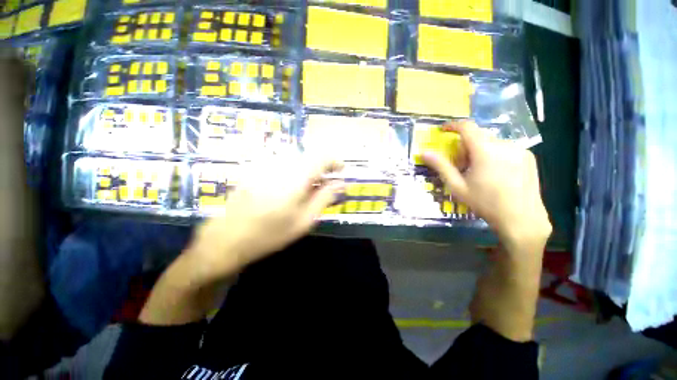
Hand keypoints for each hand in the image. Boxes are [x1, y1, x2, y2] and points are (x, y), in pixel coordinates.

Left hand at [185, 153, 343, 281]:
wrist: (227, 239)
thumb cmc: (270, 234)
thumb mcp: (304, 220)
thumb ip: (325, 197)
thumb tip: (341, 183)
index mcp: (295, 177)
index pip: (321, 156)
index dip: (334, 161)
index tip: (340, 172)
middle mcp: (280, 164)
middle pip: (309, 157)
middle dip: (322, 168)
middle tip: (324, 186)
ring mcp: (265, 165)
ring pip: (296, 160)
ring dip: (307, 171)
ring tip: (307, 191)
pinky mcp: (255, 169)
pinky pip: (282, 165)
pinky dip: (293, 173)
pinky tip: (287, 190)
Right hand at [423, 121, 550, 250]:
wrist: (522, 218)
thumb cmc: (485, 203)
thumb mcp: (457, 186)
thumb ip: (441, 166)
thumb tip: (424, 153)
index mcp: (485, 151)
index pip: (467, 127)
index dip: (453, 125)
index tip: (443, 130)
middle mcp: (504, 144)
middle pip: (478, 136)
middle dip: (465, 146)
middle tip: (462, 165)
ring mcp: (520, 149)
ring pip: (491, 142)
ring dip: (480, 151)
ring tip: (480, 172)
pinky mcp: (529, 156)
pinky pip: (505, 148)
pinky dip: (494, 154)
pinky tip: (496, 173)